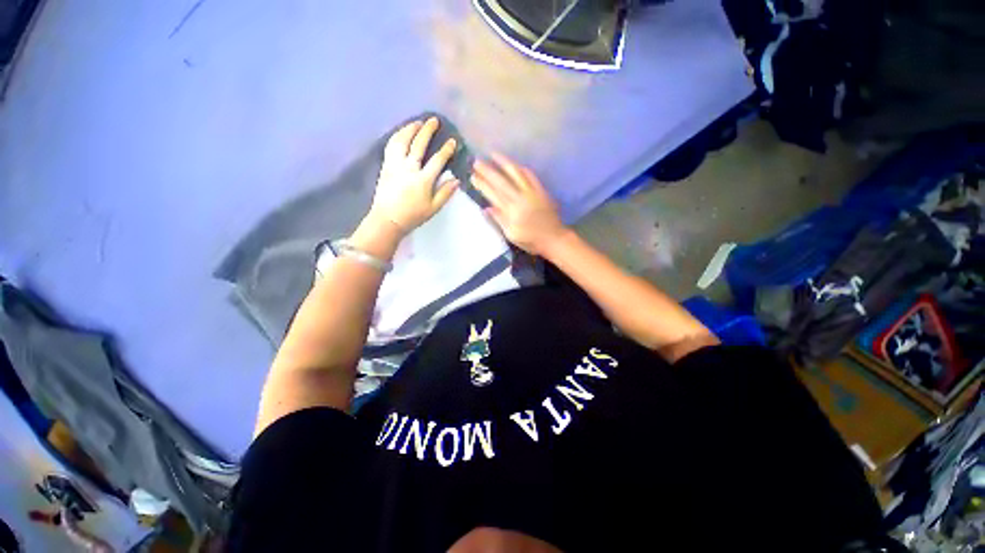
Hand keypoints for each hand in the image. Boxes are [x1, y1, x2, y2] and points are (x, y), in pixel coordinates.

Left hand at [367, 117, 459, 235]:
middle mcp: (408, 168)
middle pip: (418, 144)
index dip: (446, 150)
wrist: (387, 219)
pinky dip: (397, 136)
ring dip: (410, 129)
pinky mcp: (386, 165)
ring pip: (401, 141)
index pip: (437, 160)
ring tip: (417, 122)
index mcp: (422, 180)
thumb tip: (456, 180)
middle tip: (434, 120)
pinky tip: (402, 133)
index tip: (452, 141)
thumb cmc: (413, 215)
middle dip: (427, 131)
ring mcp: (395, 165)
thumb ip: (445, 193)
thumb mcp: (433, 208)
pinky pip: (391, 146)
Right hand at [472, 154, 566, 255]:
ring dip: (504, 162)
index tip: (473, 176)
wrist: (554, 238)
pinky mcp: (541, 190)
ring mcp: (532, 192)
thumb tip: (487, 208)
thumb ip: (499, 220)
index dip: (482, 184)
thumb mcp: (511, 235)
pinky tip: (515, 164)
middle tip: (477, 161)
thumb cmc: (530, 240)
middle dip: (488, 170)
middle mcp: (520, 198)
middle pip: (501, 181)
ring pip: (516, 173)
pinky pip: (530, 175)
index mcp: (511, 210)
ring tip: (493, 154)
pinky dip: (521, 169)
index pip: (493, 194)